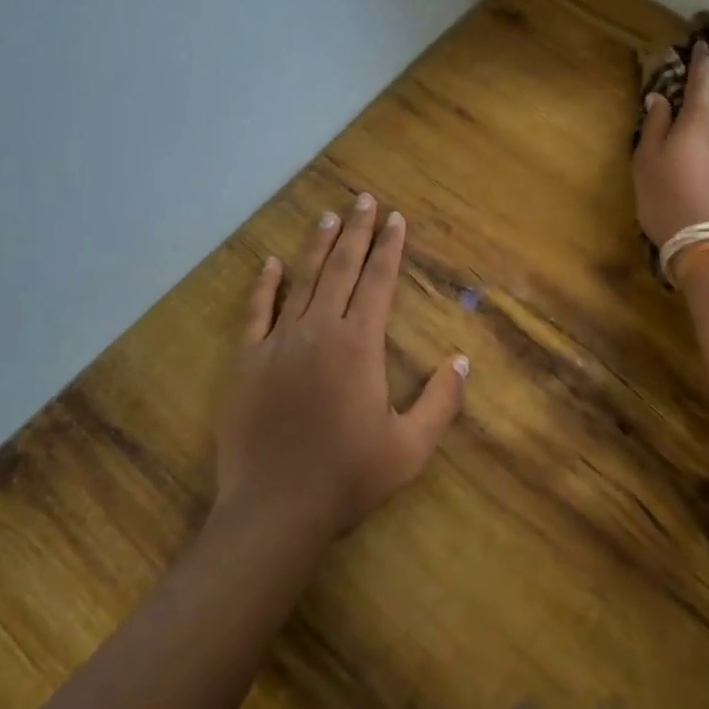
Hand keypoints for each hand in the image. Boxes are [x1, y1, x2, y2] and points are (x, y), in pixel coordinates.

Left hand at [215, 193, 466, 538]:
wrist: (275, 509)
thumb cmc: (348, 477)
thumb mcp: (411, 447)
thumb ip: (441, 401)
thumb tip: (461, 359)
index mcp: (359, 345)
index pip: (378, 282)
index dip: (389, 248)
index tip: (395, 218)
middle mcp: (319, 330)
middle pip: (341, 269)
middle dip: (356, 232)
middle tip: (364, 199)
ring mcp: (278, 342)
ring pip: (302, 281)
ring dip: (318, 246)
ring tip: (328, 216)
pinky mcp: (246, 362)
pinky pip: (256, 312)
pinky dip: (264, 285)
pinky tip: (270, 264)